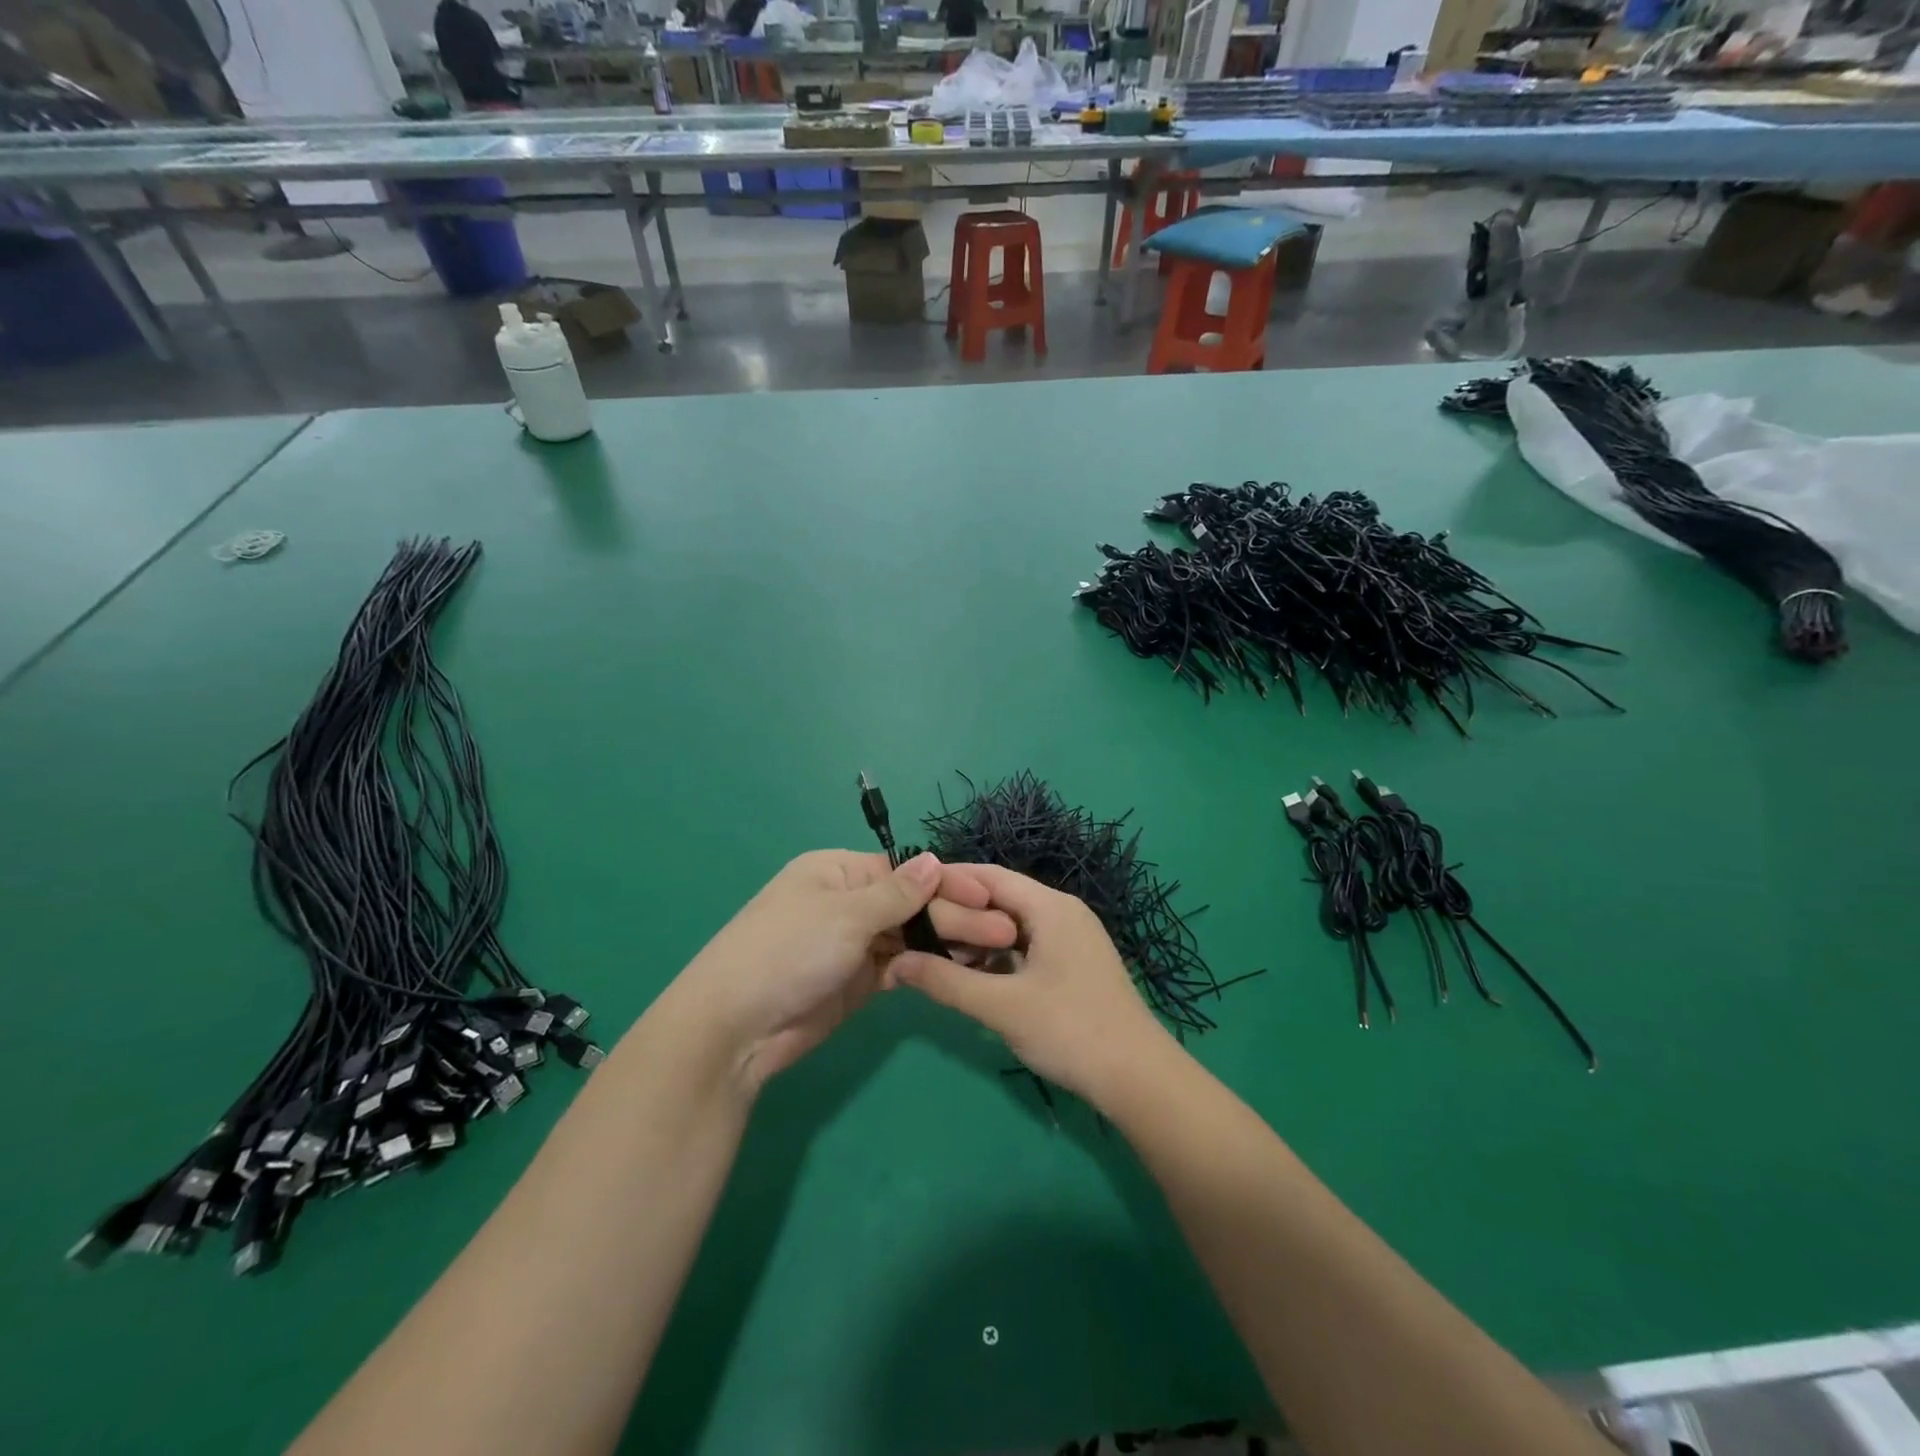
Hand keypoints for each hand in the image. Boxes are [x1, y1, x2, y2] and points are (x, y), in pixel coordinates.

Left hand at [670, 850, 1018, 1090]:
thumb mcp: (845, 914)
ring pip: (910, 936)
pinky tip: (962, 971)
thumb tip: (934, 859)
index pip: (904, 871)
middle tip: (1004, 934)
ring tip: (993, 953)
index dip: (947, 883)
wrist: (735, 1029)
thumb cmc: (788, 951)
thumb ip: (897, 892)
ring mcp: (852, 943)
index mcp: (838, 872)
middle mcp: (848, 902)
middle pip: (911, 904)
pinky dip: (928, 967)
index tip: (990, 896)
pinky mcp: (857, 981)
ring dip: (947, 943)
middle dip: (956, 916)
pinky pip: (901, 966)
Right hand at [885, 863, 1174, 1105]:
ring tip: (937, 954)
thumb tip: (896, 962)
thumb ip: (946, 982)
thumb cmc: (1070, 1030)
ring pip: (1014, 925)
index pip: (990, 876)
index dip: (949, 880)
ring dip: (978, 938)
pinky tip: (975, 977)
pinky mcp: (1075, 963)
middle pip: (1002, 899)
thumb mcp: (1001, 1006)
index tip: (911, 891)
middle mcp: (1064, 912)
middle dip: (960, 912)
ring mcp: (1073, 938)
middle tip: (916, 927)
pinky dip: (1000, 955)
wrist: (1139, 1079)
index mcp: (1051, 907)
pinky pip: (1029, 945)